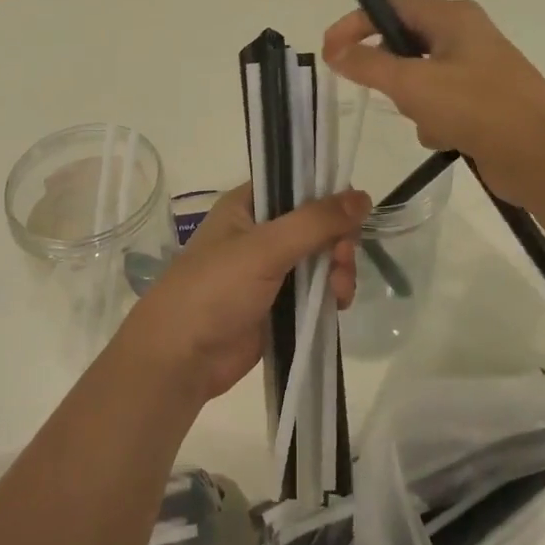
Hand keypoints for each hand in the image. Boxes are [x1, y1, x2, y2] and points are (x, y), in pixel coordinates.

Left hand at [119, 185, 369, 404]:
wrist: (181, 360)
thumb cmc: (215, 289)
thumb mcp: (266, 247)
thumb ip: (316, 221)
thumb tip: (364, 196)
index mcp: (248, 205)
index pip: (298, 184)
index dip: (328, 195)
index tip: (351, 214)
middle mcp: (261, 232)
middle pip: (317, 224)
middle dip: (337, 241)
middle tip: (341, 259)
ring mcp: (270, 270)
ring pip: (321, 258)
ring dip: (338, 270)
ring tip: (338, 292)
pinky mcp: (279, 305)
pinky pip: (317, 290)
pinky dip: (331, 294)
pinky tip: (336, 305)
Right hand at [322, 0, 544, 205]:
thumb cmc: (478, 109)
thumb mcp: (414, 84)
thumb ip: (369, 65)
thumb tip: (335, 51)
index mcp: (454, 17)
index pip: (391, 8)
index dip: (355, 25)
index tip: (327, 52)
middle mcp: (466, 36)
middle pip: (405, 44)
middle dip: (391, 74)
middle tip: (382, 94)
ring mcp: (478, 71)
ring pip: (420, 79)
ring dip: (414, 103)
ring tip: (430, 121)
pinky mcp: (483, 104)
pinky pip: (440, 104)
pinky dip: (435, 121)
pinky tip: (448, 139)